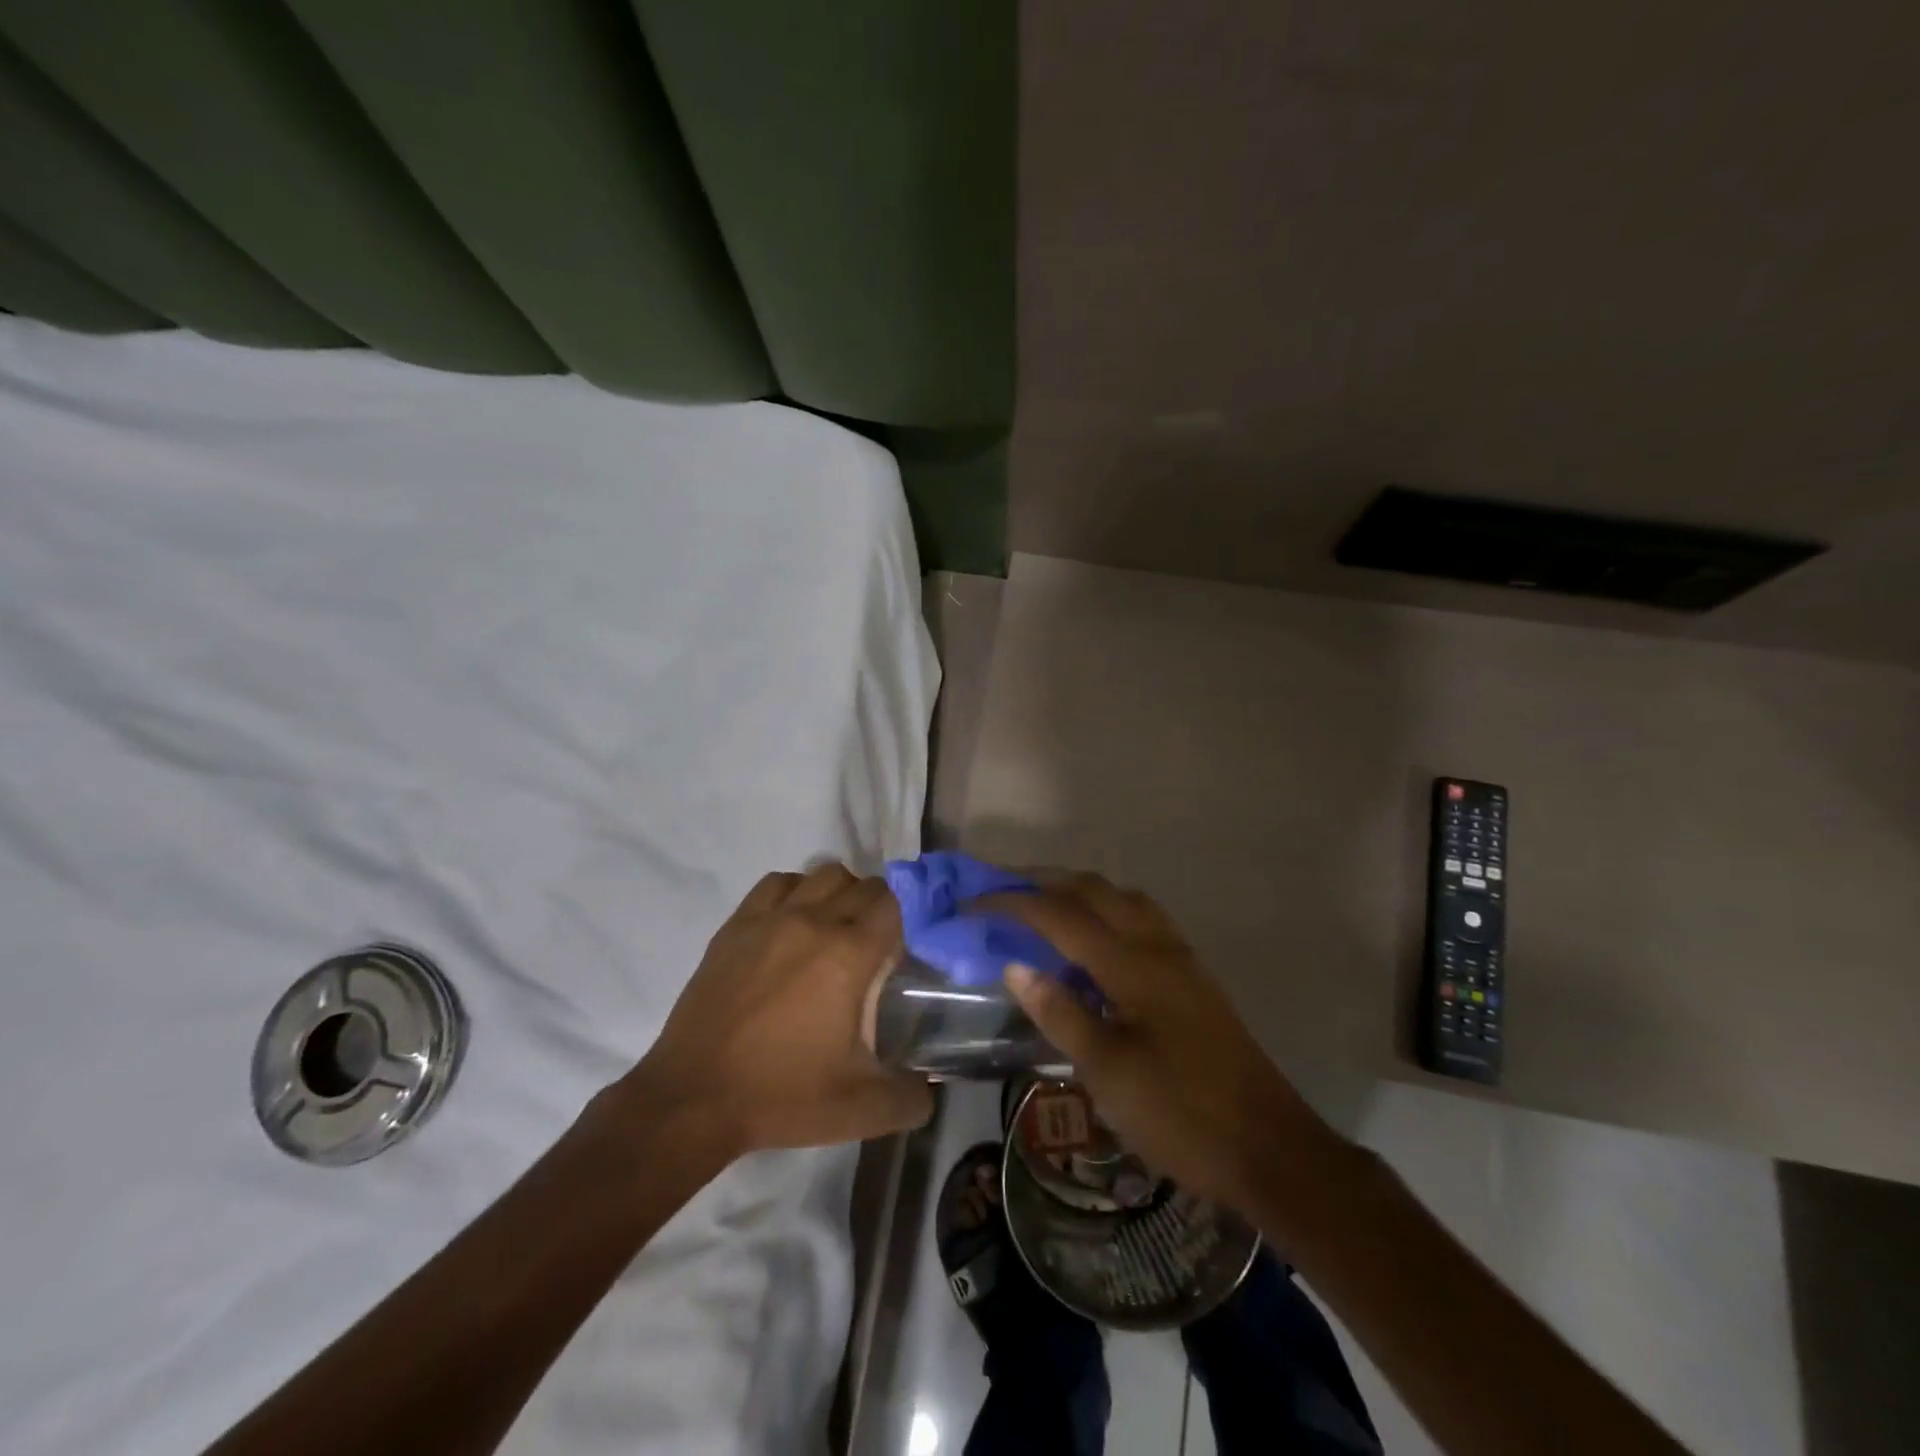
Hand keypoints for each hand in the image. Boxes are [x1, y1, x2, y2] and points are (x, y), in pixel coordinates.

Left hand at [626, 864, 933, 1154]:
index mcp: (849, 954)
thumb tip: (930, 1085)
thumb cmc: (782, 1097)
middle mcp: (814, 921)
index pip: (894, 905)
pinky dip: (796, 892)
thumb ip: (911, 1097)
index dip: (907, 922)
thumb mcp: (861, 1110)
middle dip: (879, 909)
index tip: (904, 951)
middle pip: (864, 885)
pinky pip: (777, 883)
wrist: (694, 1099)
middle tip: (875, 948)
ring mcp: (770, 918)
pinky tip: (793, 924)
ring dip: (840, 893)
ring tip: (836, 930)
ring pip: (823, 874)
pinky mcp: (736, 926)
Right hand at [995, 874, 1344, 1215]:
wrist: (1269, 1148)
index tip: (975, 901)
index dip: (1014, 903)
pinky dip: (1109, 910)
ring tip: (1045, 906)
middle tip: (1004, 891)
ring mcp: (1180, 958)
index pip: (1061, 915)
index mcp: (1131, 964)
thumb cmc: (1180, 1113)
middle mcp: (1156, 946)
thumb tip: (1016, 966)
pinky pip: (1143, 919)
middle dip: (1045, 881)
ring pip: (1123, 898)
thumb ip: (1061, 1013)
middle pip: (1094, 890)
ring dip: (1080, 891)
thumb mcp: (1108, 1072)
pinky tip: (1097, 940)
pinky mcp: (1193, 977)